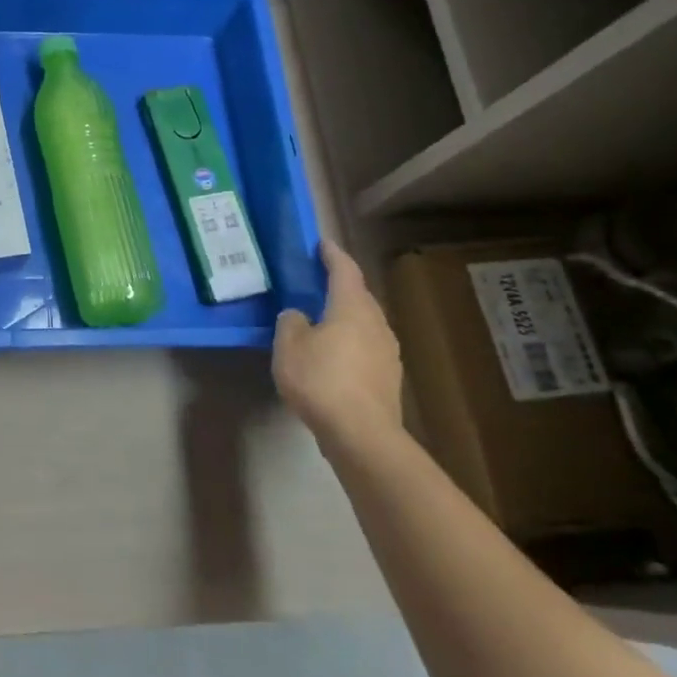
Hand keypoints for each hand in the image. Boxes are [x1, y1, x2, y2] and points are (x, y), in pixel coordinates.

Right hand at [273, 241, 402, 452]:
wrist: (361, 433)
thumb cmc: (321, 380)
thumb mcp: (288, 346)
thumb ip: (291, 322)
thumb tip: (299, 315)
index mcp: (351, 308)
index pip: (345, 271)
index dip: (332, 255)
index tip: (322, 243)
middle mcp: (375, 323)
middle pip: (359, 296)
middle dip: (340, 286)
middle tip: (317, 282)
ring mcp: (387, 351)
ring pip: (364, 322)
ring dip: (345, 316)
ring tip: (321, 319)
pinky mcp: (387, 377)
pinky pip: (366, 347)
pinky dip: (349, 342)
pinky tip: (333, 355)